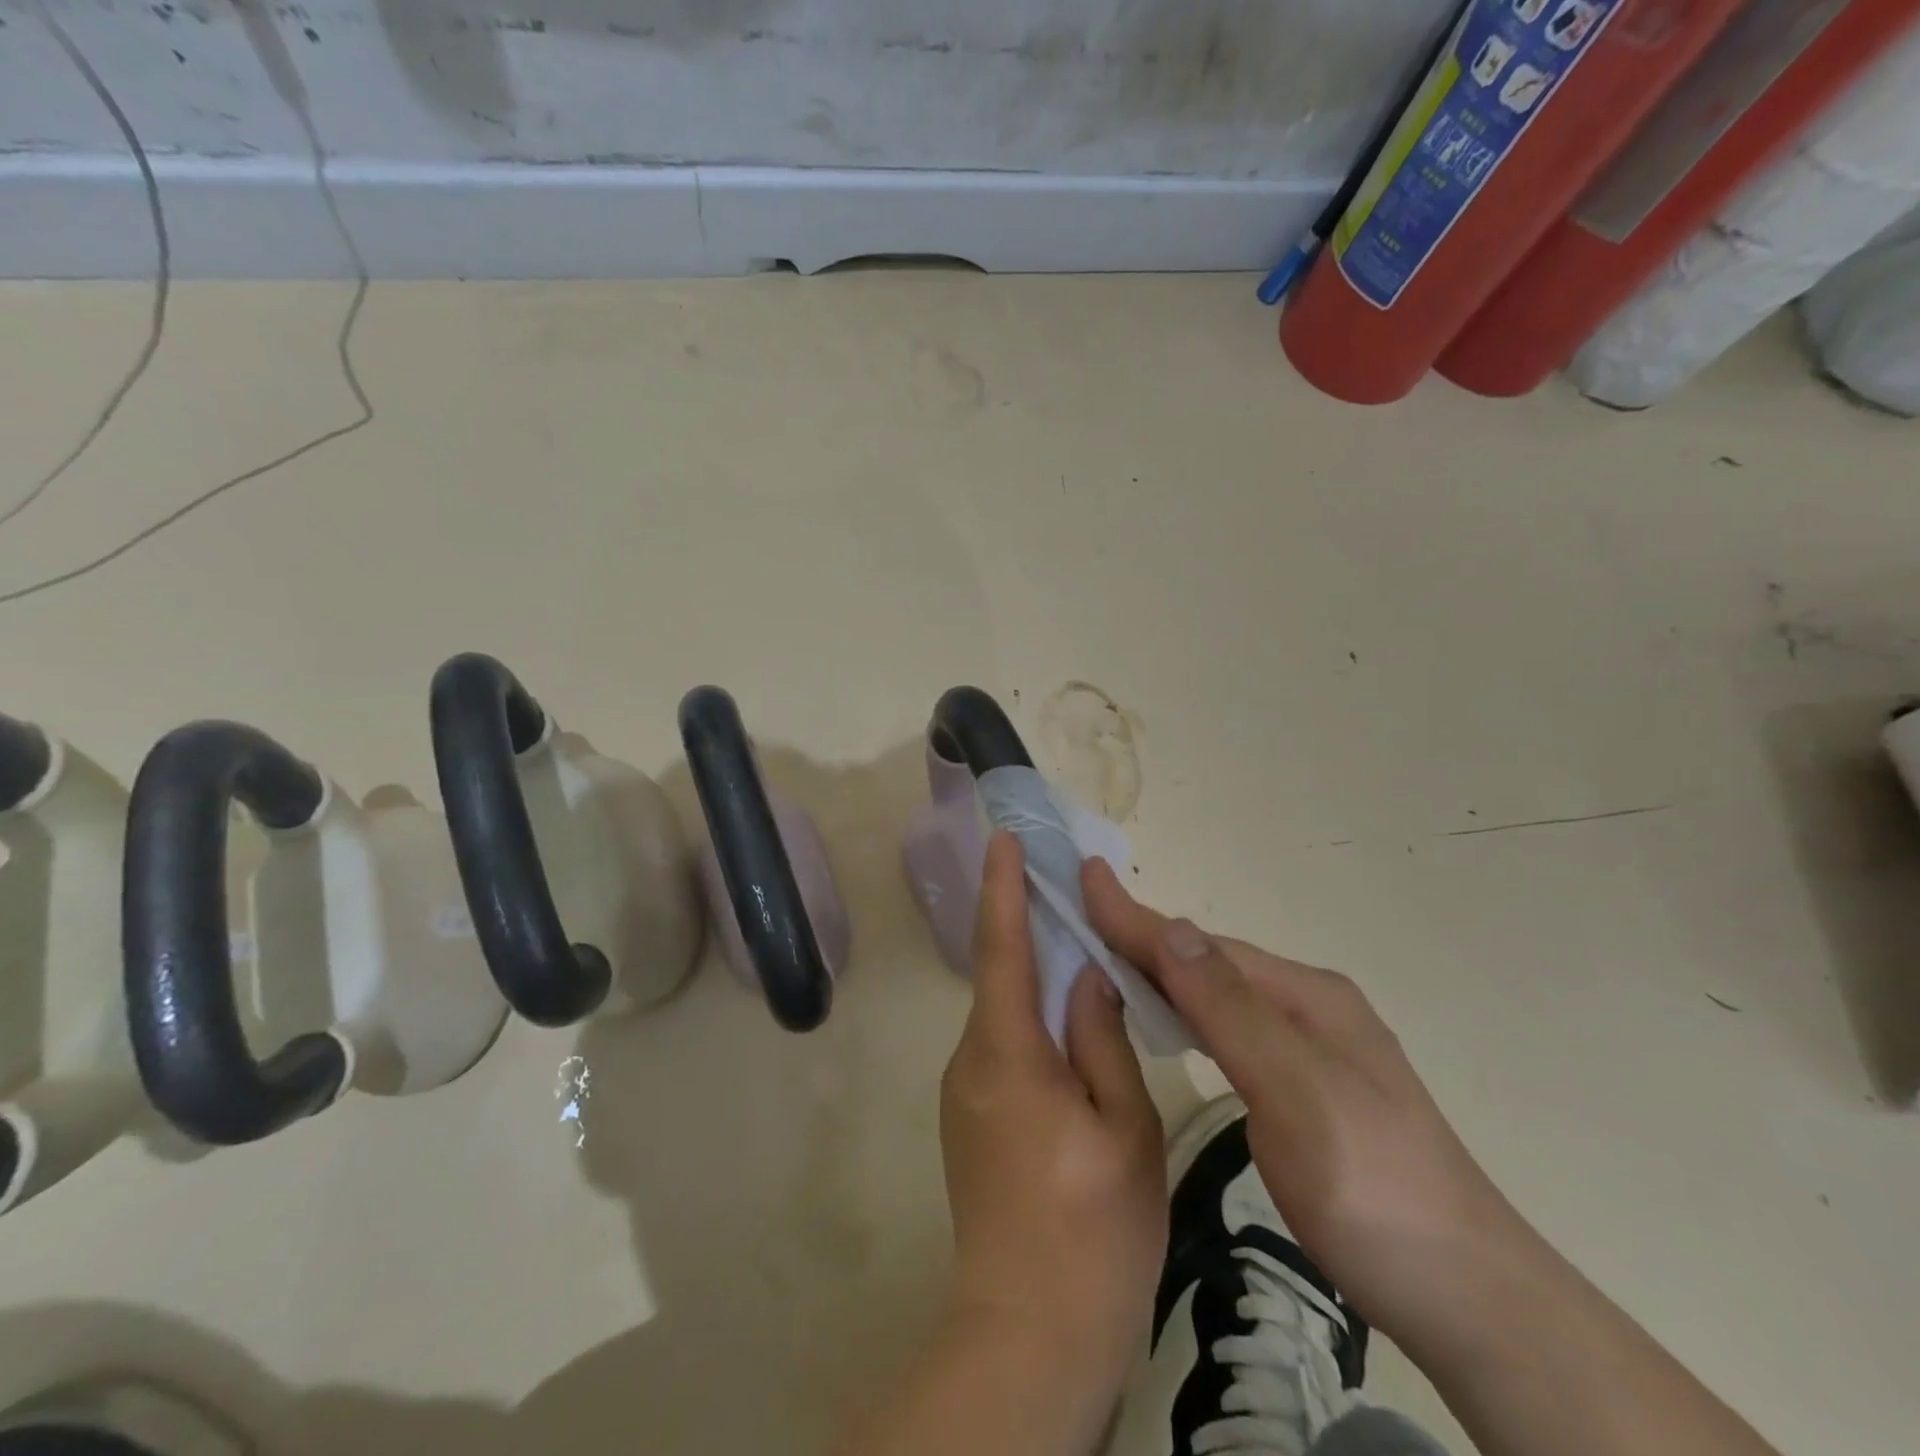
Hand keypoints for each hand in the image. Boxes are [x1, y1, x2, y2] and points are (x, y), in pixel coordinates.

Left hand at [940, 833, 1166, 1411]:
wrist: (1028, 1334)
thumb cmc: (1092, 1230)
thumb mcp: (1123, 1128)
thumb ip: (1102, 1039)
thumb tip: (1088, 976)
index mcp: (1007, 1053)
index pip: (1001, 947)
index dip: (1003, 888)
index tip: (1003, 838)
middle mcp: (971, 1061)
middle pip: (1002, 976)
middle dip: (1029, 928)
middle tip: (1071, 893)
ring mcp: (965, 1092)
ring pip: (1006, 1014)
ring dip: (1037, 980)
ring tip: (1085, 957)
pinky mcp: (972, 1119)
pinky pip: (1004, 1047)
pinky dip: (1034, 1022)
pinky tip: (1072, 1031)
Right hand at [1082, 858, 1533, 1360]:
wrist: (1470, 1299)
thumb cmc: (1373, 1188)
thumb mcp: (1297, 1092)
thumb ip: (1230, 1009)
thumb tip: (1168, 926)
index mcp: (1306, 996)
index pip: (1201, 946)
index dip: (1136, 916)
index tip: (1084, 876)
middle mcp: (1309, 1006)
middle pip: (1209, 962)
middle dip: (1143, 937)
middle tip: (1081, 919)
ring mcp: (1312, 1047)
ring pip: (1219, 994)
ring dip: (1163, 972)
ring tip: (1109, 958)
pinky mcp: (1308, 1087)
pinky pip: (1230, 1028)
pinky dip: (1188, 1011)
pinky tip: (1171, 1020)